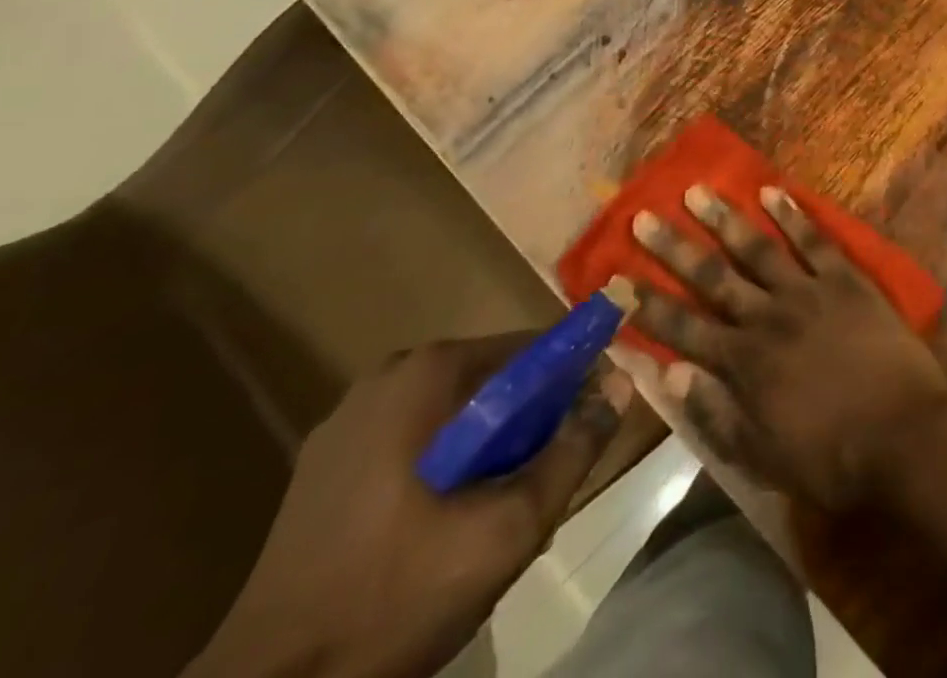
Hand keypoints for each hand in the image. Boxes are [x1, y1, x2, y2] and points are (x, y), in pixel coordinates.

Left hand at [186, 334, 631, 677]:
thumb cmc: (395, 597)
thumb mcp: (508, 529)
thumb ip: (573, 450)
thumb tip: (621, 384)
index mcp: (428, 371)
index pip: (530, 348)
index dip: (571, 379)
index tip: (590, 420)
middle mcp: (388, 374)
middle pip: (492, 379)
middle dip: (527, 420)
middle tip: (541, 479)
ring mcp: (348, 419)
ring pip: (454, 411)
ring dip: (487, 444)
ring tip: (494, 507)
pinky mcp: (325, 462)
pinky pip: (413, 438)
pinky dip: (443, 462)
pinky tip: (439, 521)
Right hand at [631, 183, 946, 509]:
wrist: (904, 437)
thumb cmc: (831, 457)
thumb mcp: (761, 456)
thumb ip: (713, 413)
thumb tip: (668, 372)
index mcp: (743, 363)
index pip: (683, 329)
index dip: (648, 304)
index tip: (617, 279)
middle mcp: (767, 317)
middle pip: (712, 278)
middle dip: (674, 248)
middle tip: (644, 216)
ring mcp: (807, 292)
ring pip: (756, 248)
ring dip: (724, 219)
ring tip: (697, 191)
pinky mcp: (844, 279)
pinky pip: (814, 240)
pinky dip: (792, 215)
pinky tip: (771, 192)